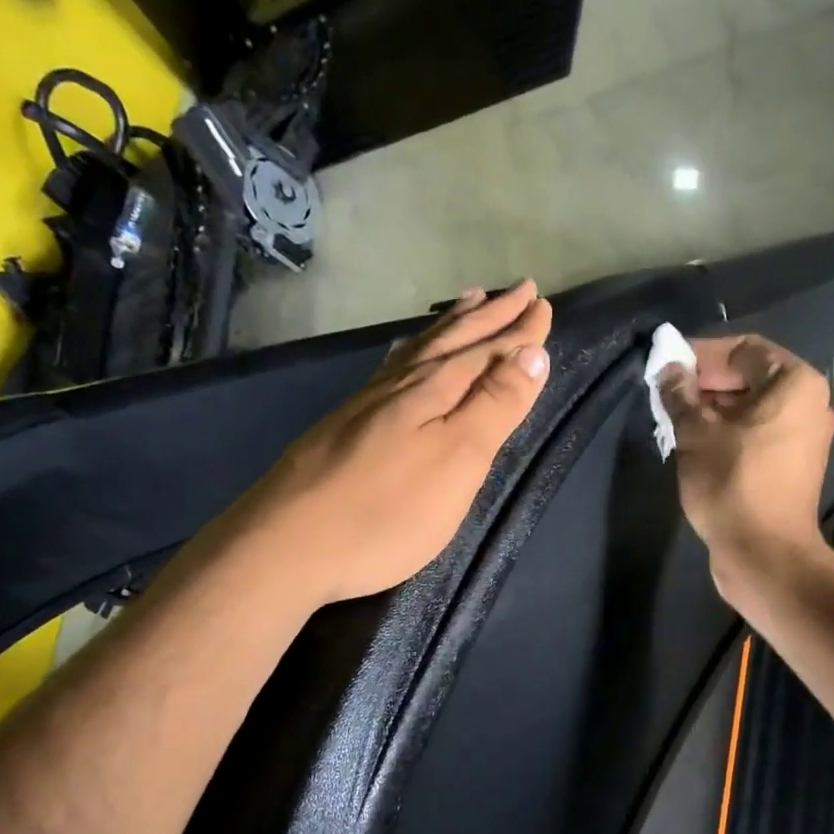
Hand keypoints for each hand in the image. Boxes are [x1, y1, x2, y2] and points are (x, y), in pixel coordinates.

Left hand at [241, 281, 552, 604]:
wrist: (290, 543)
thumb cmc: (387, 511)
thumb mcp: (457, 460)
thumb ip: (495, 406)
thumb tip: (532, 352)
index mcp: (435, 391)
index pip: (487, 351)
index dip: (518, 332)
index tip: (543, 304)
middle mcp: (401, 385)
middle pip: (453, 341)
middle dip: (490, 316)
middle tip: (519, 290)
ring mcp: (367, 403)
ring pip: (419, 350)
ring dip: (451, 326)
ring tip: (471, 302)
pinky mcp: (343, 425)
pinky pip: (390, 368)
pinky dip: (410, 351)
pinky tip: (405, 354)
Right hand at [659, 334, 833, 595]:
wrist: (763, 553)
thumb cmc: (732, 483)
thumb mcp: (696, 434)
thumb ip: (680, 395)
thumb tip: (668, 371)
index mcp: (795, 383)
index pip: (743, 350)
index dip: (701, 354)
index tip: (666, 365)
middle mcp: (807, 403)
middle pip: (748, 378)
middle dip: (704, 383)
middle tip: (665, 394)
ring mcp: (802, 437)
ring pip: (749, 408)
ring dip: (711, 410)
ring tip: (673, 420)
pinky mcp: (790, 465)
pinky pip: (755, 433)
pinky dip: (726, 432)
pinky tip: (694, 444)